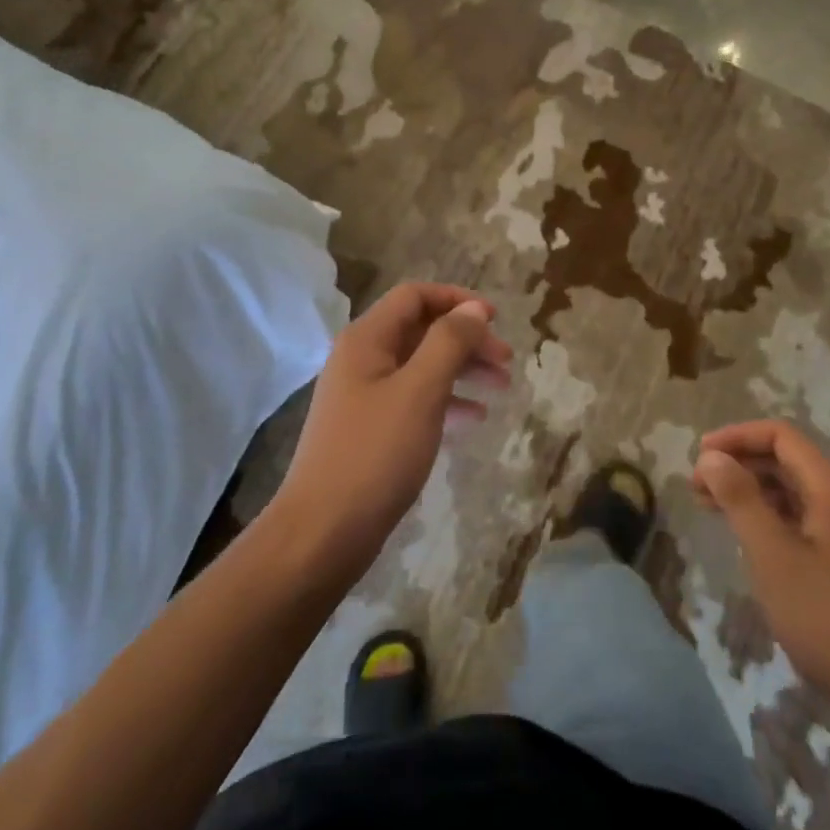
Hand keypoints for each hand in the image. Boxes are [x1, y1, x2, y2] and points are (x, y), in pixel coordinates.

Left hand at [271, 282, 511, 576]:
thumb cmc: (374, 454)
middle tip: (507, 362)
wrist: (322, 533)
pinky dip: (446, 401)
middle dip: (466, 339)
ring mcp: (364, 396)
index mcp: (366, 339)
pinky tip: (475, 418)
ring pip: (421, 366)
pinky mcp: (370, 429)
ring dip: (462, 370)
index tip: (496, 319)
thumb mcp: (420, 391)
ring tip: (503, 388)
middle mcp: (362, 359)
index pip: (415, 296)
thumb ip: (449, 342)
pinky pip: (414, 400)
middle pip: (421, 330)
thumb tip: (474, 308)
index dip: (457, 300)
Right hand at [693, 420, 829, 723]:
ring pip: (798, 491)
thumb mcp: (773, 556)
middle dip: (740, 465)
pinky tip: (751, 538)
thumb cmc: (829, 619)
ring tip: (714, 509)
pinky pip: (809, 518)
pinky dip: (774, 517)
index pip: (780, 436)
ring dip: (754, 492)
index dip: (736, 438)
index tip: (699, 458)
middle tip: (698, 488)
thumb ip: (740, 499)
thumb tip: (712, 457)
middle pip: (789, 460)